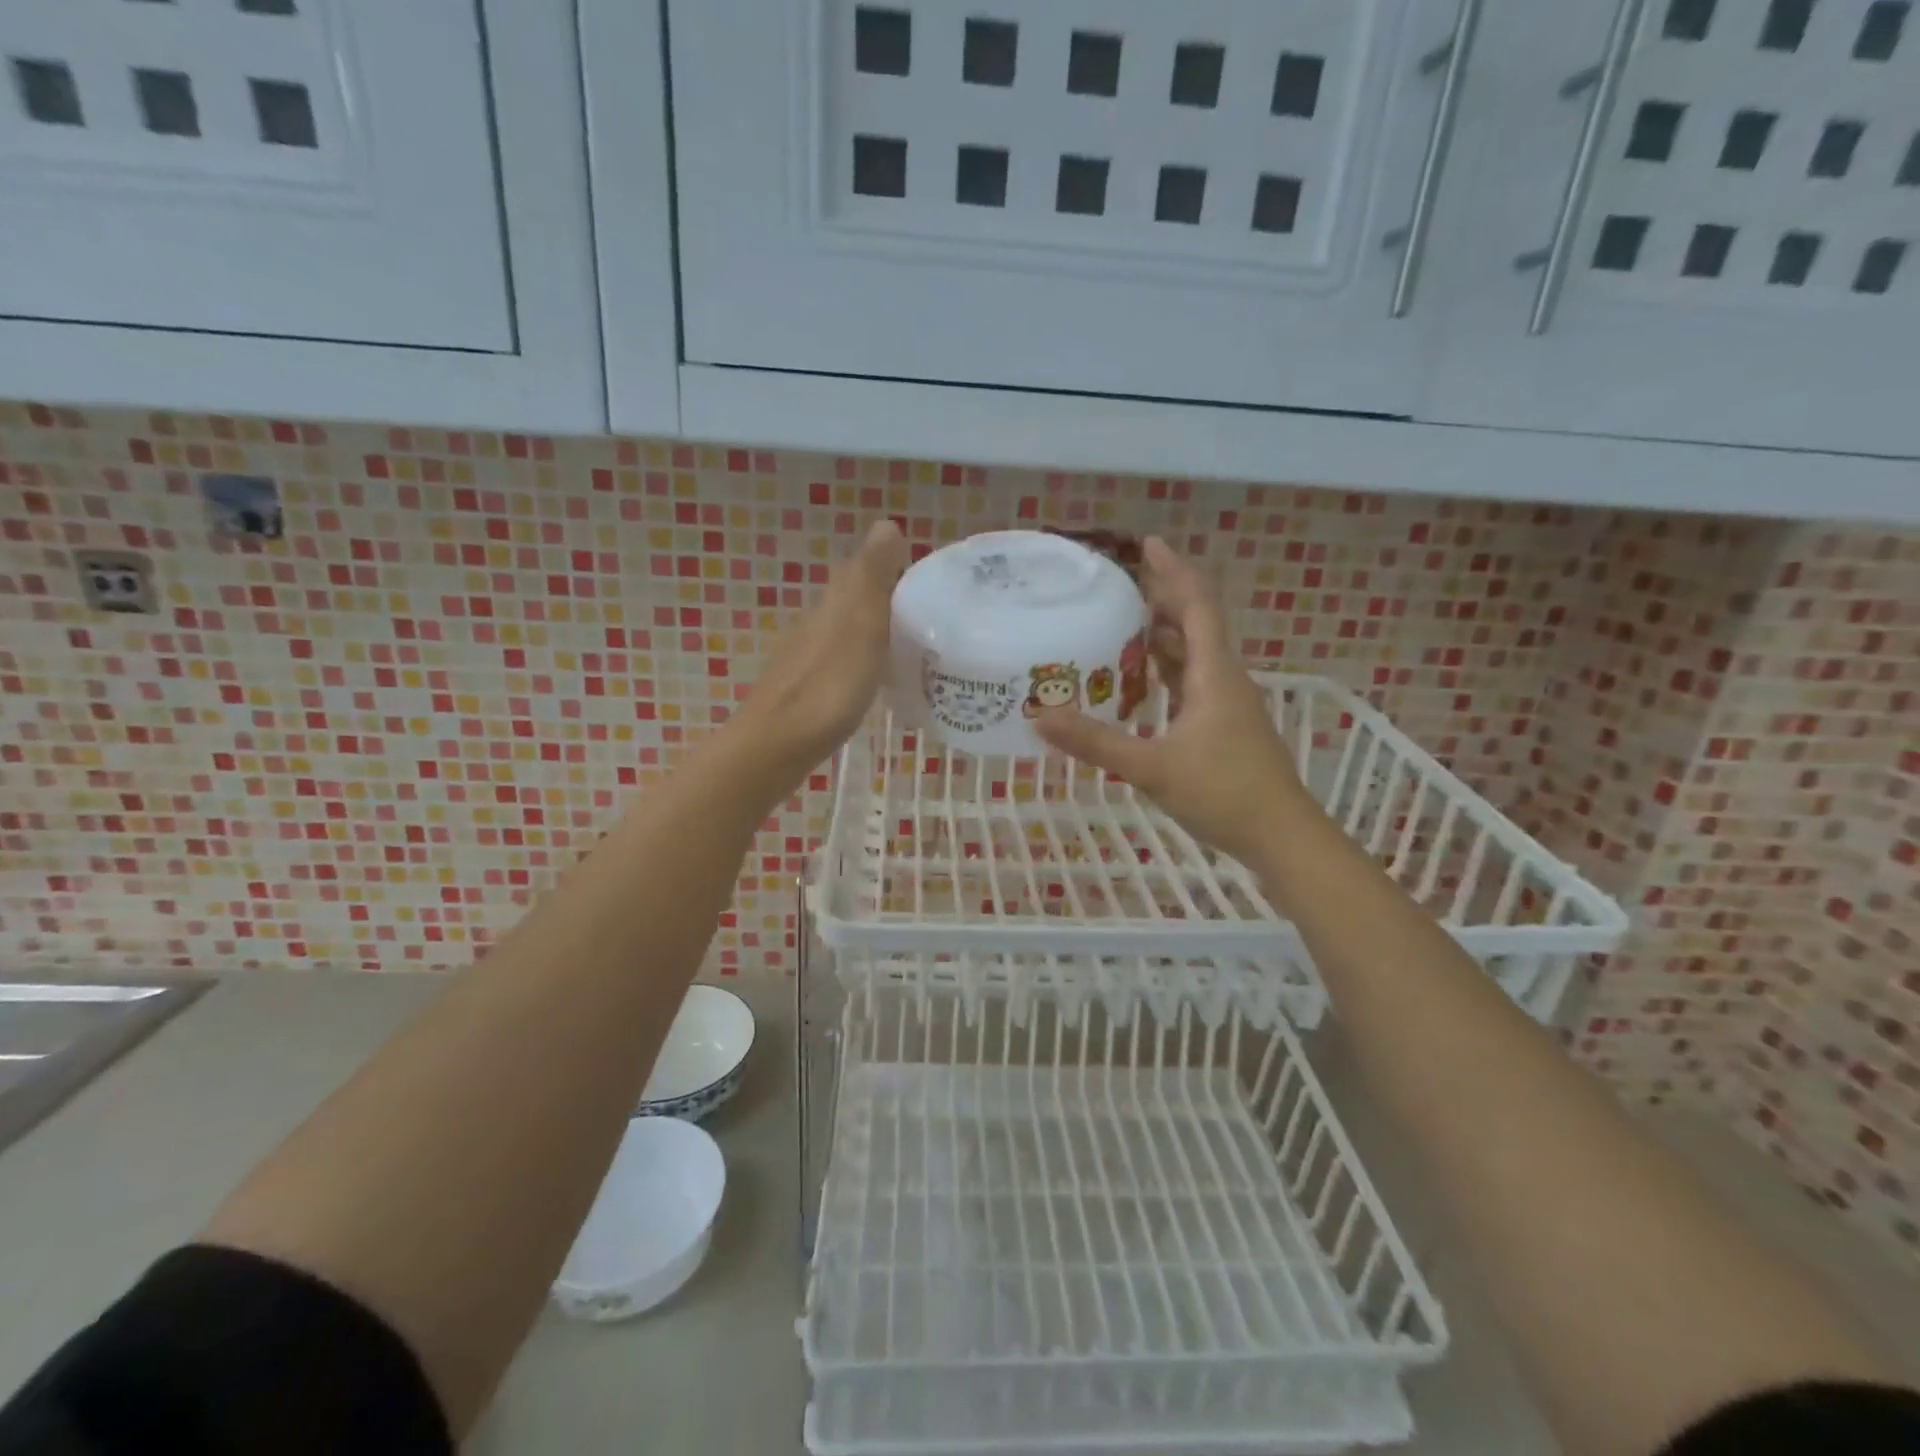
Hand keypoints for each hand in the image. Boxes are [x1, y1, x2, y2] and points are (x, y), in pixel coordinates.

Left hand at [727, 519, 907, 798]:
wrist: (778, 744)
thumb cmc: (829, 685)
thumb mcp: (860, 625)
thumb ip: (873, 577)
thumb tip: (887, 524)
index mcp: (833, 604)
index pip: (861, 571)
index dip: (890, 569)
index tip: (925, 581)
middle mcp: (816, 623)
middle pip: (852, 601)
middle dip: (884, 601)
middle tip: (925, 616)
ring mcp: (807, 658)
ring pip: (845, 633)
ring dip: (872, 633)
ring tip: (908, 648)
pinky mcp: (806, 689)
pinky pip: (840, 662)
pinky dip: (861, 662)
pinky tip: (874, 681)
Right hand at [1035, 537, 1310, 865]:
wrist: (1281, 836)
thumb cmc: (1223, 793)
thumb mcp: (1152, 767)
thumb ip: (1096, 742)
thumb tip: (1040, 718)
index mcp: (1214, 674)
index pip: (1197, 604)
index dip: (1173, 571)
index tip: (1147, 544)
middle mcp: (1224, 679)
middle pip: (1196, 623)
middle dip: (1162, 598)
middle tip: (1119, 585)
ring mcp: (1226, 704)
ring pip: (1194, 655)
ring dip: (1163, 636)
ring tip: (1121, 624)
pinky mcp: (1223, 727)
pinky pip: (1191, 683)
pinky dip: (1166, 672)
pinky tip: (1140, 684)